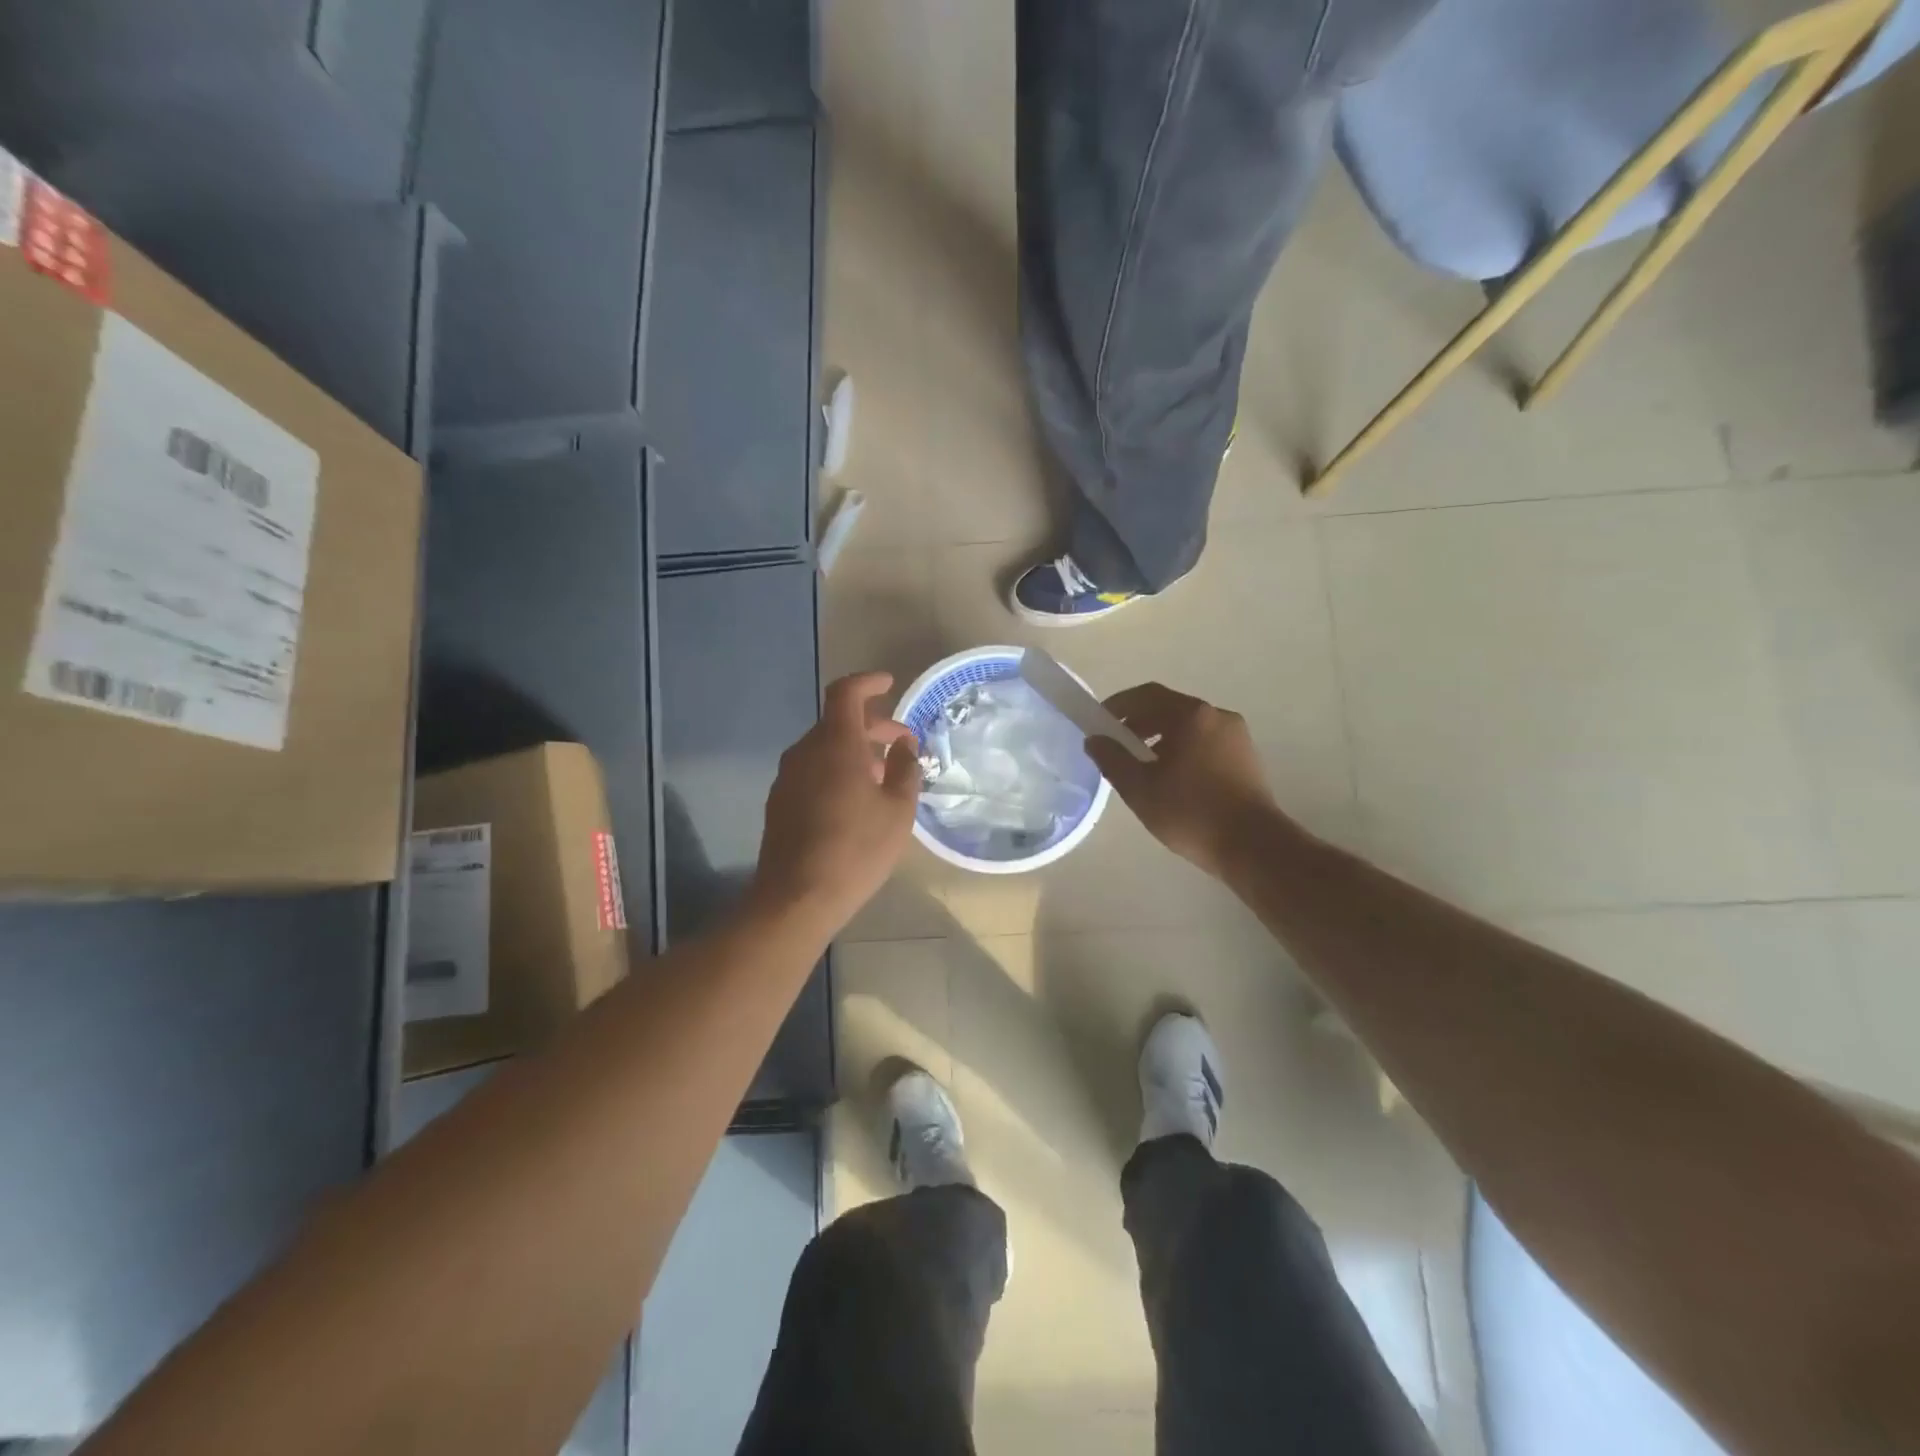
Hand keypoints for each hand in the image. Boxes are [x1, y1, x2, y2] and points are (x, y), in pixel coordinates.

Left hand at [751, 671, 920, 935]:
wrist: (796, 897)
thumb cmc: (856, 849)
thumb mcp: (897, 810)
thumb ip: (905, 768)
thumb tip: (903, 744)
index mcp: (835, 744)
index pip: (845, 693)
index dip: (867, 683)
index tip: (889, 684)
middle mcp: (805, 752)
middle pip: (837, 722)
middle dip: (872, 725)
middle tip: (901, 742)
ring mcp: (788, 777)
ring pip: (825, 748)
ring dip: (855, 751)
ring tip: (884, 775)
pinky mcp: (780, 801)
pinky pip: (813, 770)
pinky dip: (837, 770)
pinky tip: (856, 799)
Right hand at [1084, 683, 1278, 878]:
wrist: (1253, 846)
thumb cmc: (1190, 813)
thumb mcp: (1139, 788)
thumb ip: (1112, 759)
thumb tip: (1094, 739)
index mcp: (1191, 715)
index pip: (1146, 695)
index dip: (1118, 705)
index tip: (1099, 723)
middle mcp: (1217, 716)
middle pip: (1169, 708)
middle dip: (1139, 723)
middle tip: (1117, 747)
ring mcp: (1236, 737)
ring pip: (1189, 727)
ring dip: (1161, 738)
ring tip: (1142, 767)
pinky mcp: (1247, 758)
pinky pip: (1206, 742)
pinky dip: (1183, 750)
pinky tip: (1173, 779)